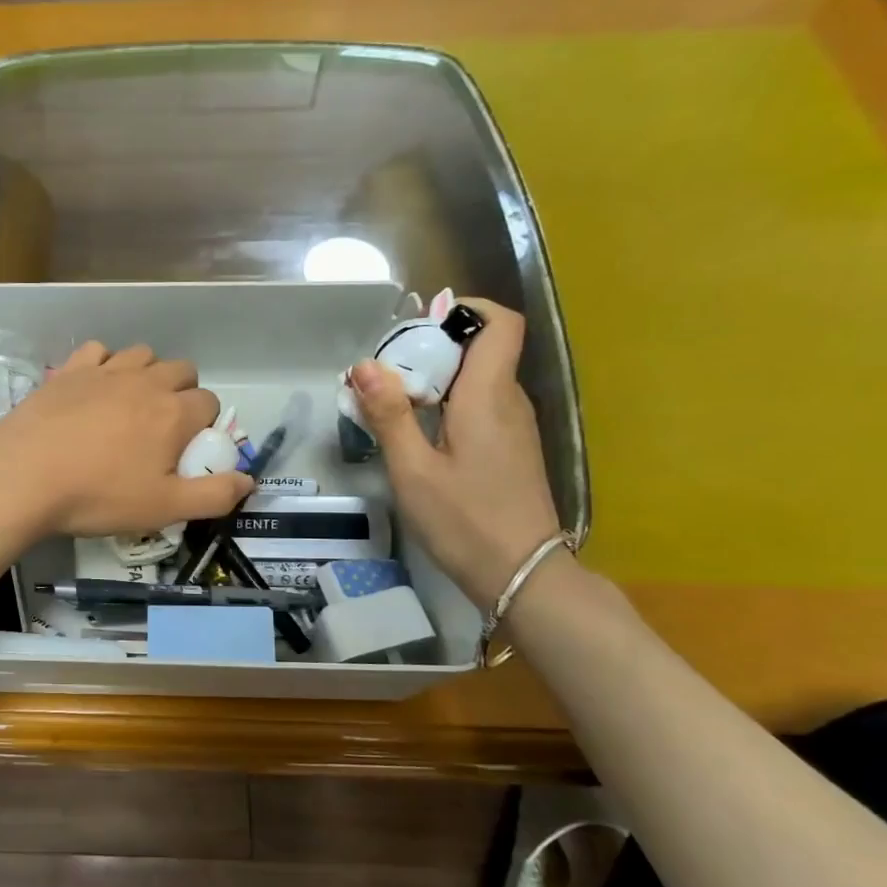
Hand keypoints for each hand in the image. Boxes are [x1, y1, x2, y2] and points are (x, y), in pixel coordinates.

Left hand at [0, 342, 254, 538]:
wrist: (21, 476)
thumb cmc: (97, 496)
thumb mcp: (164, 509)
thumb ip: (214, 495)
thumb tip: (248, 480)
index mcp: (173, 413)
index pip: (209, 402)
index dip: (204, 425)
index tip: (185, 451)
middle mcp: (145, 381)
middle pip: (182, 369)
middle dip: (182, 392)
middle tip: (161, 429)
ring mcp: (104, 371)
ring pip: (142, 354)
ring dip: (147, 373)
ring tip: (130, 406)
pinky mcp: (69, 370)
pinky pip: (99, 351)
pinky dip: (104, 364)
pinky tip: (93, 388)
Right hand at [348, 299, 562, 608]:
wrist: (522, 574)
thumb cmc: (464, 521)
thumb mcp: (413, 471)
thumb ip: (389, 415)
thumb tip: (364, 365)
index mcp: (488, 397)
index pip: (501, 324)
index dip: (467, 311)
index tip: (423, 325)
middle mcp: (510, 402)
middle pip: (482, 350)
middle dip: (434, 349)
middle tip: (386, 373)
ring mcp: (516, 427)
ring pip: (479, 380)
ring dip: (438, 380)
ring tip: (393, 404)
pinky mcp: (512, 450)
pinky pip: (482, 407)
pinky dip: (450, 406)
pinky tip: (420, 435)